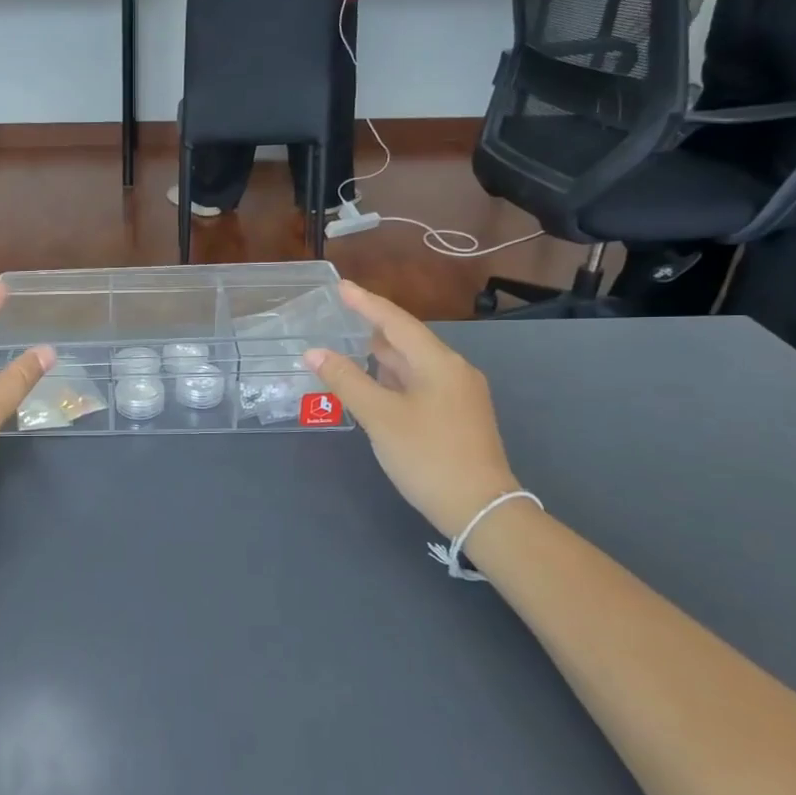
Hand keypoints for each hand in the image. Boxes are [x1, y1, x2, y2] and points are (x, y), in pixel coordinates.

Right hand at [303, 281, 521, 536]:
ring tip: (353, 346)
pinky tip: (378, 383)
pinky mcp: (458, 416)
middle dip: (374, 327)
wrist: (481, 508)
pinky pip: (421, 383)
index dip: (366, 303)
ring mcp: (460, 394)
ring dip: (384, 355)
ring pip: (415, 364)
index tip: (341, 286)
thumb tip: (314, 352)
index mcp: (439, 363)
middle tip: (342, 316)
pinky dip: (396, 377)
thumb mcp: (380, 417)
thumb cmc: (428, 456)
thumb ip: (346, 381)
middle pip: (408, 340)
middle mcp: (454, 371)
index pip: (396, 322)